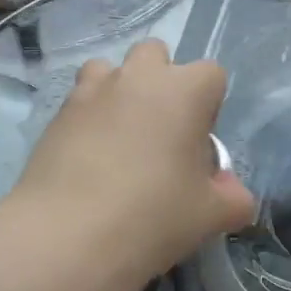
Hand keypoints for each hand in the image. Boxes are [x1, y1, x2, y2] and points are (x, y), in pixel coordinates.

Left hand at [13, 40, 254, 272]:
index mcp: (184, 90)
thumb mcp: (210, 215)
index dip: (209, 105)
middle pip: (156, 54)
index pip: (212, 74)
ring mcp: (93, 90)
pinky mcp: (58, 112)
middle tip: (160, 133)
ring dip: (120, 91)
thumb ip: (232, 198)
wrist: (67, 236)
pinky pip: (80, 99)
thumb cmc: (153, 216)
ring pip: (111, 68)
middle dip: (161, 81)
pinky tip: (88, 156)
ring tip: (119, 137)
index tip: (198, 144)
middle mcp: (139, 77)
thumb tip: (233, 193)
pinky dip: (88, 116)